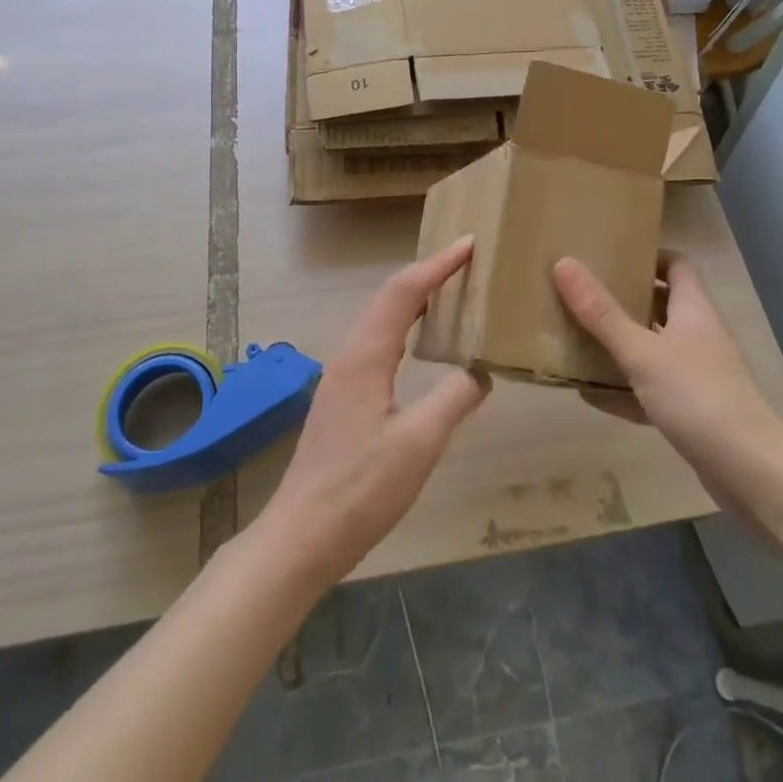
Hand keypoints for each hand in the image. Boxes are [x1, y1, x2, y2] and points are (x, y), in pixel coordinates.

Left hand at [254, 237, 489, 588]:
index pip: (405, 292)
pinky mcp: (342, 397)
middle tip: (468, 264)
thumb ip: (454, 400)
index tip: (471, 244)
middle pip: (390, 297)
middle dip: (428, 274)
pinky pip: (377, 342)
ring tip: (452, 293)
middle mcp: (350, 355)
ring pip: (381, 319)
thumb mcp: (419, 444)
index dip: (438, 264)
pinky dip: (405, 326)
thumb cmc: (360, 489)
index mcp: (366, 356)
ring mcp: (342, 376)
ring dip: (415, 299)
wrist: (301, 537)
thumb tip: (481, 370)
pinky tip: (421, 345)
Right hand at [551, 253, 782, 506]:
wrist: (752, 473)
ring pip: (653, 349)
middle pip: (661, 305)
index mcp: (693, 309)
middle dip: (623, 300)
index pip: (676, 265)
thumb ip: (601, 312)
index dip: (647, 257)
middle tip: (582, 296)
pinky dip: (623, 390)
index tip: (610, 257)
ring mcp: (697, 375)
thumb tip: (563, 263)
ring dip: (619, 346)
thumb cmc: (698, 396)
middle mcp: (698, 335)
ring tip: (576, 339)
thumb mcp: (641, 352)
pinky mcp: (692, 411)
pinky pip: (650, 390)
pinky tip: (589, 395)